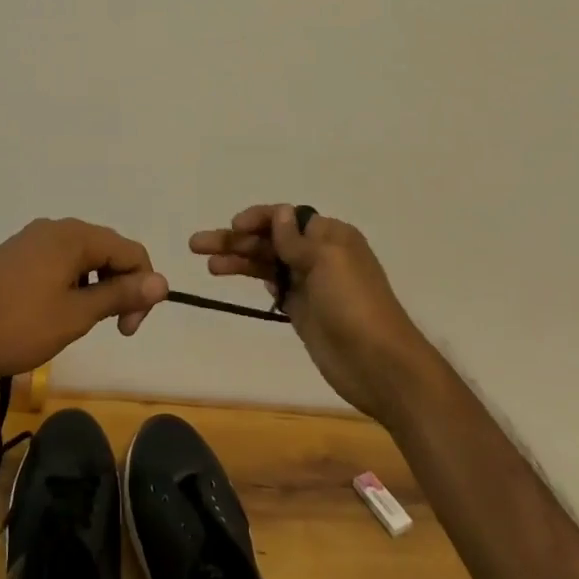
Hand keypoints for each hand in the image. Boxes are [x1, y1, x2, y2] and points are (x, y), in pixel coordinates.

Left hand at [0, 218, 169, 383]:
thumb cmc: (17, 326)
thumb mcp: (76, 315)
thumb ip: (120, 294)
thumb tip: (162, 281)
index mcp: (74, 236)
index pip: (130, 251)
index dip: (142, 288)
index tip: (128, 329)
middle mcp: (55, 227)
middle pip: (107, 249)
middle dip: (119, 286)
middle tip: (112, 328)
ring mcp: (31, 238)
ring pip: (82, 256)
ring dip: (94, 286)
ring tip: (81, 323)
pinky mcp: (15, 254)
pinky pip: (58, 261)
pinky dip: (70, 283)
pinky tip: (56, 311)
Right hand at [190, 204, 428, 421]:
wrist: (380, 365)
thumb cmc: (355, 305)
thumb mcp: (327, 262)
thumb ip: (296, 240)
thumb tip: (280, 213)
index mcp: (330, 236)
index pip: (286, 217)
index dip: (258, 218)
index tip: (233, 226)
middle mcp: (318, 255)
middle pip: (270, 240)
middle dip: (236, 239)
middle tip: (198, 245)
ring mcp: (309, 284)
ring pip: (267, 263)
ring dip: (238, 260)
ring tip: (207, 264)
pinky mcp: (301, 310)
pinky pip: (273, 287)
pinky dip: (253, 279)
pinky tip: (231, 278)